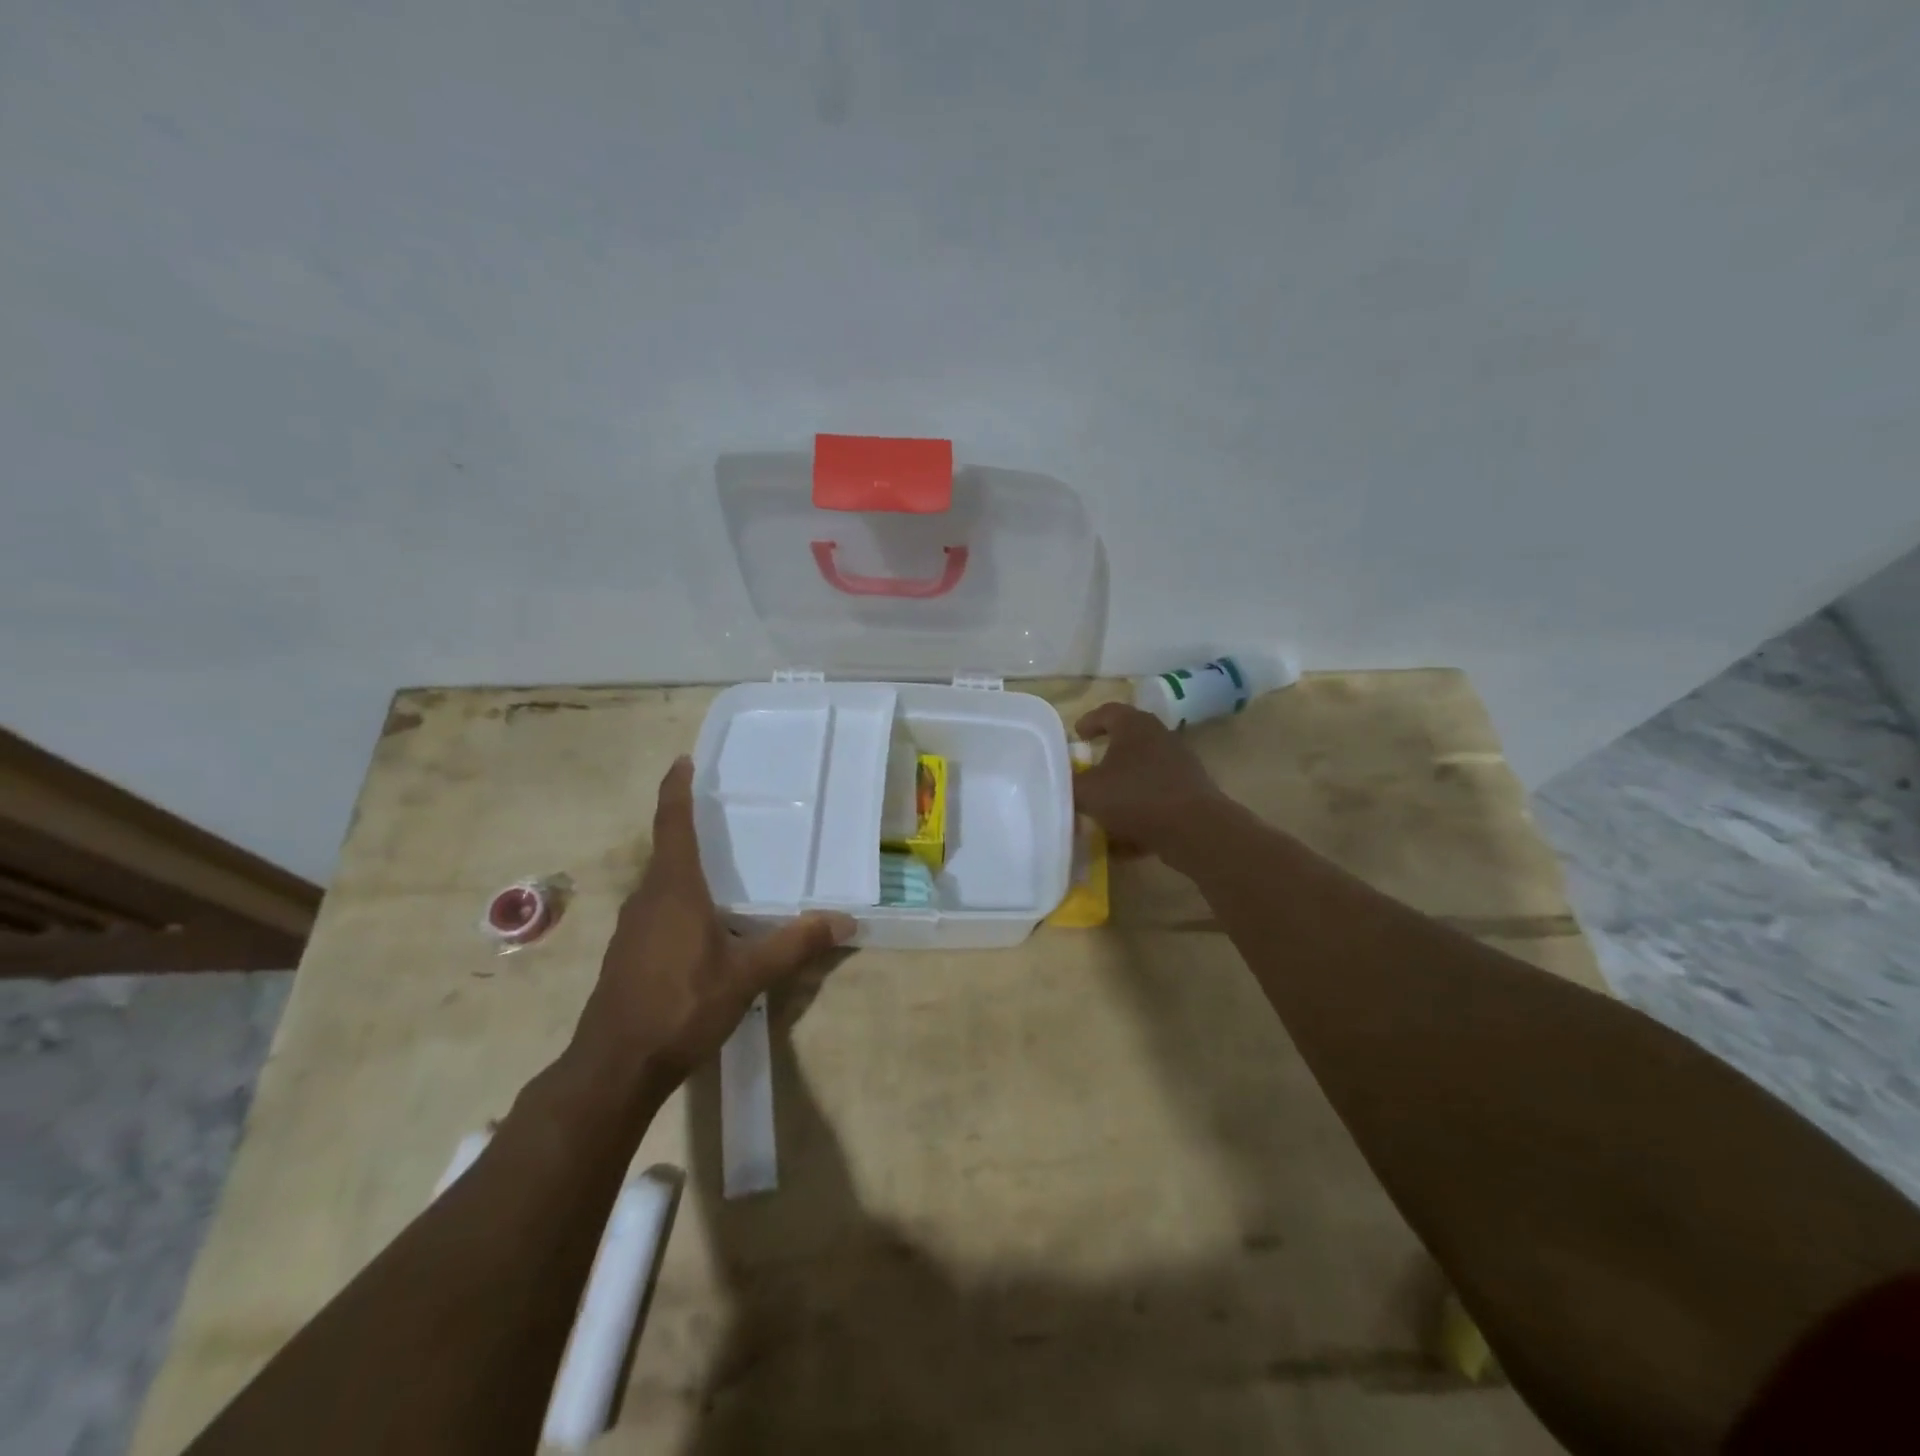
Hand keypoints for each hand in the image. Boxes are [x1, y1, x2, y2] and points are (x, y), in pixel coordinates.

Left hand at [572, 757, 854, 1092]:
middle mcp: (648, 898)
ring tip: (724, 867)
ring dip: (687, 868)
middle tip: (725, 815)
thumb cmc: (681, 1006)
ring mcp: (633, 928)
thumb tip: (846, 920)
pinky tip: (706, 924)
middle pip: (668, 850)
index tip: (682, 761)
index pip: (673, 824)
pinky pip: (658, 910)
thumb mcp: (748, 975)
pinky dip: (681, 900)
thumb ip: (796, 944)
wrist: (615, 1067)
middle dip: (691, 828)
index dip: (676, 790)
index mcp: (674, 889)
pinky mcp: (628, 954)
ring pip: (662, 884)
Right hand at [1072, 702, 1230, 855]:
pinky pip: (1157, 799)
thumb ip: (1069, 784)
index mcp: (1134, 726)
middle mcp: (1160, 737)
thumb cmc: (1135, 797)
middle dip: (1107, 756)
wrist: (1194, 829)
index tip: (1077, 735)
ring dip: (1123, 788)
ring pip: (1143, 772)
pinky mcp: (1191, 792)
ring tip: (1104, 809)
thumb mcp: (1088, 792)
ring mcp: (1180, 765)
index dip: (1089, 722)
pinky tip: (1125, 840)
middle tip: (1088, 769)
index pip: (1107, 711)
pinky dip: (1140, 813)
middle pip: (1128, 741)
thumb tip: (1061, 780)